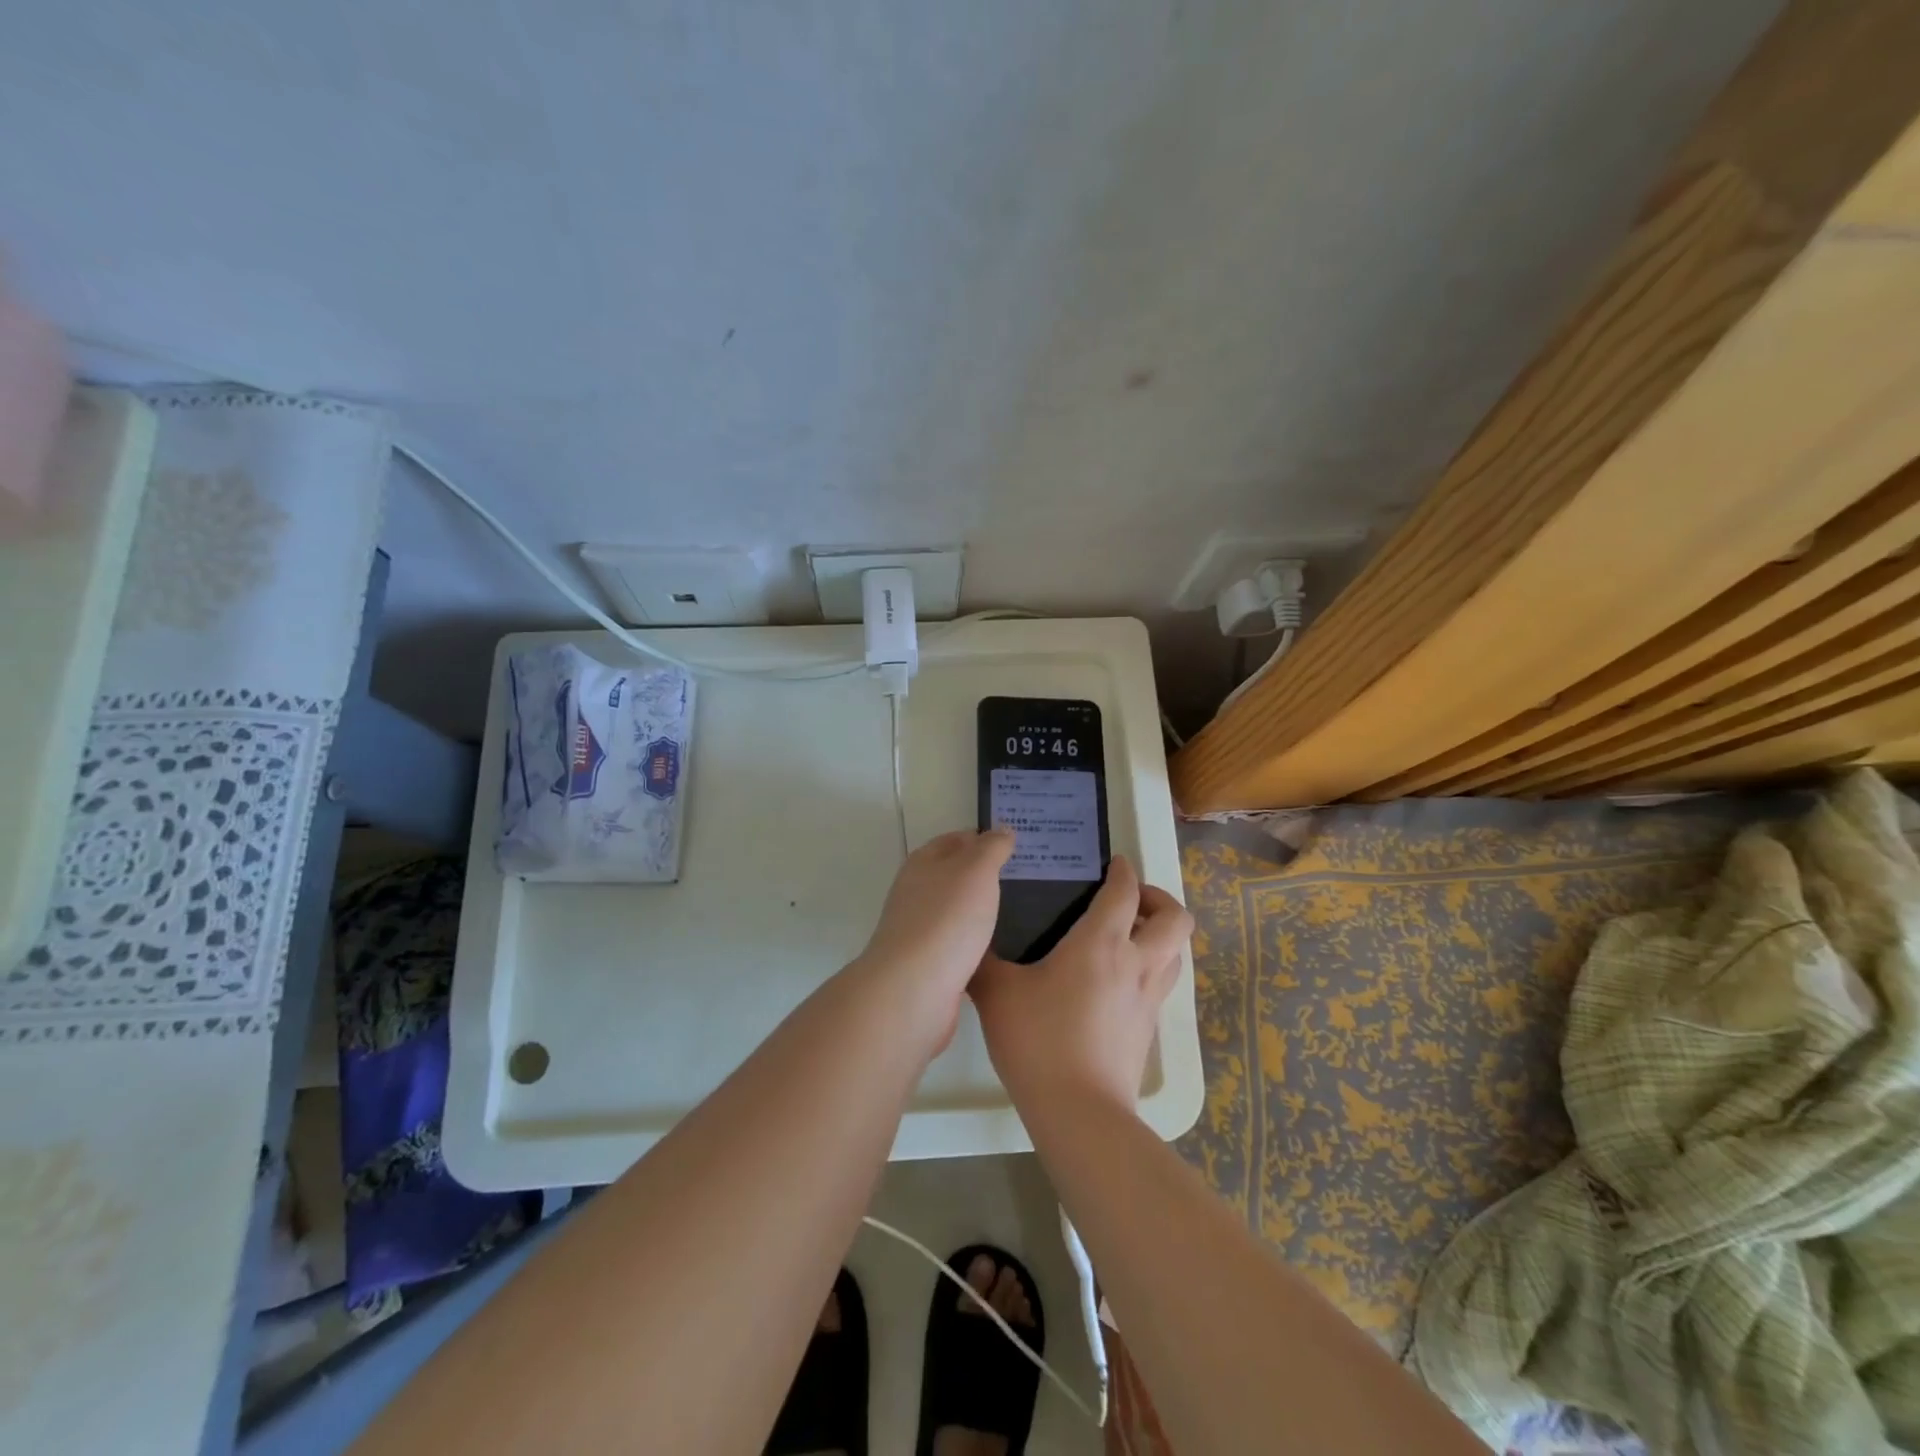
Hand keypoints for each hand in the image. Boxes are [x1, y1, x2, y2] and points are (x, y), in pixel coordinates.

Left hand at [852, 828, 1013, 1048]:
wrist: (914, 990)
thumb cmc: (946, 920)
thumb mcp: (976, 870)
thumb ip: (991, 847)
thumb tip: (1002, 829)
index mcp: (924, 863)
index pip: (957, 840)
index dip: (986, 839)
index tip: (1020, 847)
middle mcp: (918, 893)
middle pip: (956, 877)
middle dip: (988, 877)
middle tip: (1031, 881)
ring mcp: (921, 931)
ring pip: (959, 913)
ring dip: (985, 913)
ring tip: (1026, 914)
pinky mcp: (931, 966)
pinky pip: (961, 947)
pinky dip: (980, 945)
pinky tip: (1005, 950)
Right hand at [970, 855, 1192, 1111]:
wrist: (1079, 1113)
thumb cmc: (1038, 1041)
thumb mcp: (997, 993)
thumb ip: (983, 961)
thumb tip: (971, 941)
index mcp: (1101, 943)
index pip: (1125, 892)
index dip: (1123, 871)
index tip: (1114, 863)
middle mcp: (1135, 963)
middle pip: (1175, 919)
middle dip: (1159, 900)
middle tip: (1129, 902)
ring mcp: (1148, 999)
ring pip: (1176, 953)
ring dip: (1161, 935)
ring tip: (1129, 937)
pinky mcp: (1149, 1030)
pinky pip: (1162, 984)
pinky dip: (1151, 968)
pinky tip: (1118, 982)